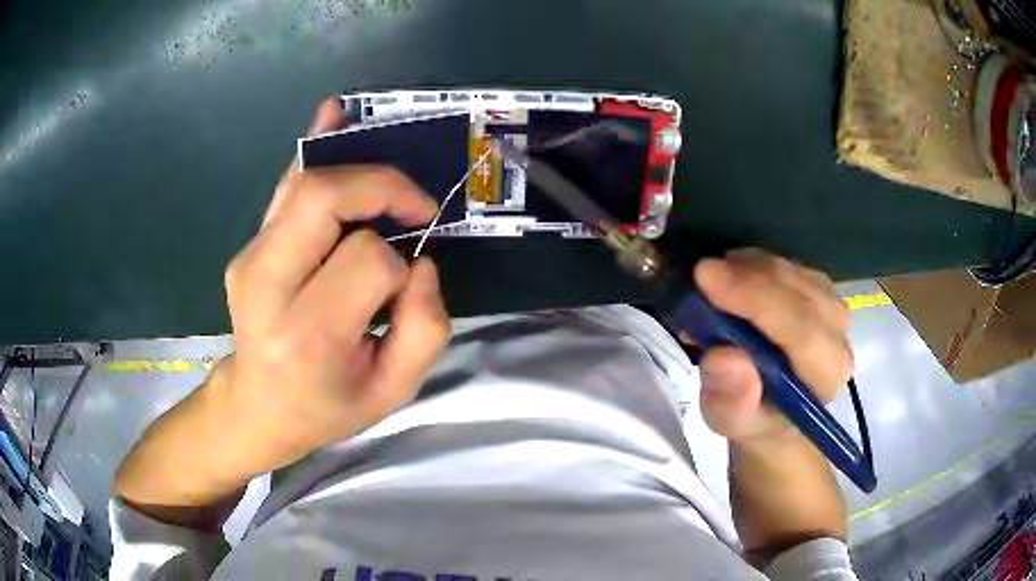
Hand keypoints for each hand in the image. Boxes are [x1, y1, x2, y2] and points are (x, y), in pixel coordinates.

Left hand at [216, 99, 451, 470]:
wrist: (258, 407)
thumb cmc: (326, 406)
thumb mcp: (392, 392)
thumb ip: (424, 329)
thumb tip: (419, 262)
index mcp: (307, 335)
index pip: (368, 260)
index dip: (400, 266)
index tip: (404, 289)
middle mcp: (267, 286)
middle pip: (324, 198)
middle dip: (381, 187)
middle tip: (413, 209)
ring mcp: (250, 259)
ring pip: (305, 182)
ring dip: (358, 170)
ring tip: (392, 183)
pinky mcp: (248, 246)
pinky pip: (285, 186)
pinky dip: (314, 147)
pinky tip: (333, 113)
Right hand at [692, 249, 851, 449]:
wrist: (773, 411)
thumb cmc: (753, 420)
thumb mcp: (731, 422)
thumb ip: (731, 400)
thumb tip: (724, 357)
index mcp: (825, 374)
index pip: (801, 328)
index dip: (755, 299)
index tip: (706, 278)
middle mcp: (838, 337)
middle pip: (799, 291)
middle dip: (748, 278)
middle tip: (700, 274)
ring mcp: (833, 309)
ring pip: (794, 272)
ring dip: (750, 269)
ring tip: (713, 283)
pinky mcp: (822, 292)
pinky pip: (790, 266)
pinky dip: (756, 265)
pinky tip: (733, 278)